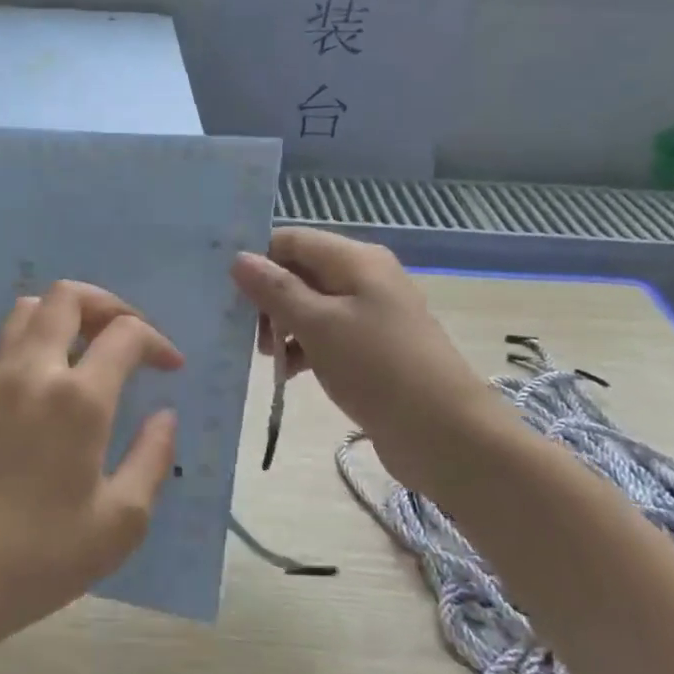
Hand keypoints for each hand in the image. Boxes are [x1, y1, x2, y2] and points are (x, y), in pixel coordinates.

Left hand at [0, 281, 182, 654]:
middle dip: (109, 304)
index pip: (124, 333)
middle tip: (131, 338)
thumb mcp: (121, 521)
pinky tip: (52, 375)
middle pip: (68, 296)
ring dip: (67, 313)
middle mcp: (33, 372)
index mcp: (77, 399)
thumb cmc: (43, 556)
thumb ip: (152, 458)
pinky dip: (35, 334)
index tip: (172, 370)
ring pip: (29, 308)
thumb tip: (165, 415)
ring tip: (92, 348)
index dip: (158, 341)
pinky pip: (6, 338)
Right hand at [230, 228, 498, 483]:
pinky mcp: (371, 348)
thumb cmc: (377, 369)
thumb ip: (275, 290)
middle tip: (249, 334)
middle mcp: (364, 278)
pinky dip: (303, 348)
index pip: (291, 240)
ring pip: (309, 306)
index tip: (228, 294)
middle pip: (299, 272)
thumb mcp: (318, 325)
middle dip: (268, 299)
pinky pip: (326, 334)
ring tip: (269, 359)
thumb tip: (239, 258)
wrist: (445, 434)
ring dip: (282, 327)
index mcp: (355, 260)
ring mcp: (370, 314)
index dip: (258, 260)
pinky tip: (289, 373)